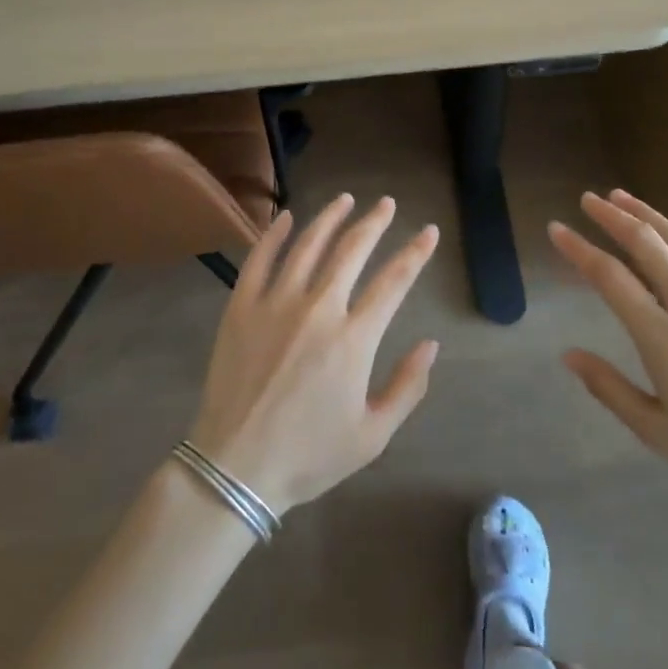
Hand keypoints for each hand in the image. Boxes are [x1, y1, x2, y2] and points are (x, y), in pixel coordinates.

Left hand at [188, 194, 440, 515]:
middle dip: (374, 222)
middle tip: (385, 204)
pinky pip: (259, 259)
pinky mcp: (241, 307)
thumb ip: (407, 387)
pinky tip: (286, 217)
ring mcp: (275, 303)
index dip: (415, 252)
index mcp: (353, 339)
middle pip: (352, 250)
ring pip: (308, 245)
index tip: (428, 231)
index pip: (394, 281)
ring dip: (330, 218)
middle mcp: (318, 309)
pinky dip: (274, 234)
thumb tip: (431, 344)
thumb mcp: (372, 435)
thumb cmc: (308, 456)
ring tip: (345, 200)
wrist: (236, 468)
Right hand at [550, 190, 667, 523]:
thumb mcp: (657, 434)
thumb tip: (568, 354)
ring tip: (622, 196)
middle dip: (611, 217)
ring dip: (649, 214)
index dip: (579, 249)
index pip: (610, 279)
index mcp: (664, 340)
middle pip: (646, 246)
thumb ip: (609, 389)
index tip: (557, 229)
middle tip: (587, 199)